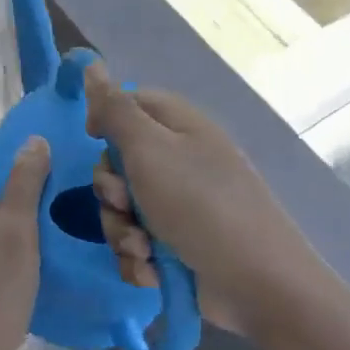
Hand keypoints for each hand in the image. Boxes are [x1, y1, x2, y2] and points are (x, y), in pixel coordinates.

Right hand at [85, 63, 310, 335]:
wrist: (256, 284)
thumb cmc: (199, 205)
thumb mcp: (149, 149)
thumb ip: (115, 109)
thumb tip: (92, 65)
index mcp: (179, 127)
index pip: (132, 103)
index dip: (106, 119)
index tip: (93, 139)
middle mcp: (180, 161)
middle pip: (119, 162)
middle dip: (111, 191)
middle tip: (124, 204)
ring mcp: (181, 206)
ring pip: (123, 209)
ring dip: (122, 231)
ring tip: (142, 249)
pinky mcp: (179, 247)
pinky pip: (138, 244)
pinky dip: (139, 259)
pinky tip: (152, 272)